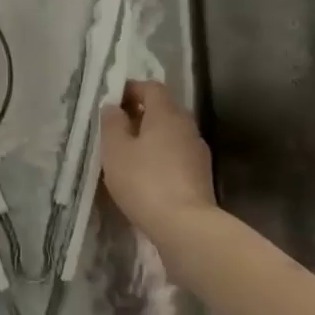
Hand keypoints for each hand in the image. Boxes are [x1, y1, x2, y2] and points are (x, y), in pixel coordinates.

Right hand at [100, 80, 216, 237]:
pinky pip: (177, 155)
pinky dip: (162, 158)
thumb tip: (113, 107)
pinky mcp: (202, 176)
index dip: (132, 89)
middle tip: (118, 129)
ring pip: (171, 134)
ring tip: (130, 155)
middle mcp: (186, 125)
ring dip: (152, 138)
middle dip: (141, 114)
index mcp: (166, 113)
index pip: (151, 87)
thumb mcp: (115, 150)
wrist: (186, 227)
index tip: (113, 102)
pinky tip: (147, 177)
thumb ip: (112, 123)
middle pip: (164, 109)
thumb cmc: (144, 181)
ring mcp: (198, 151)